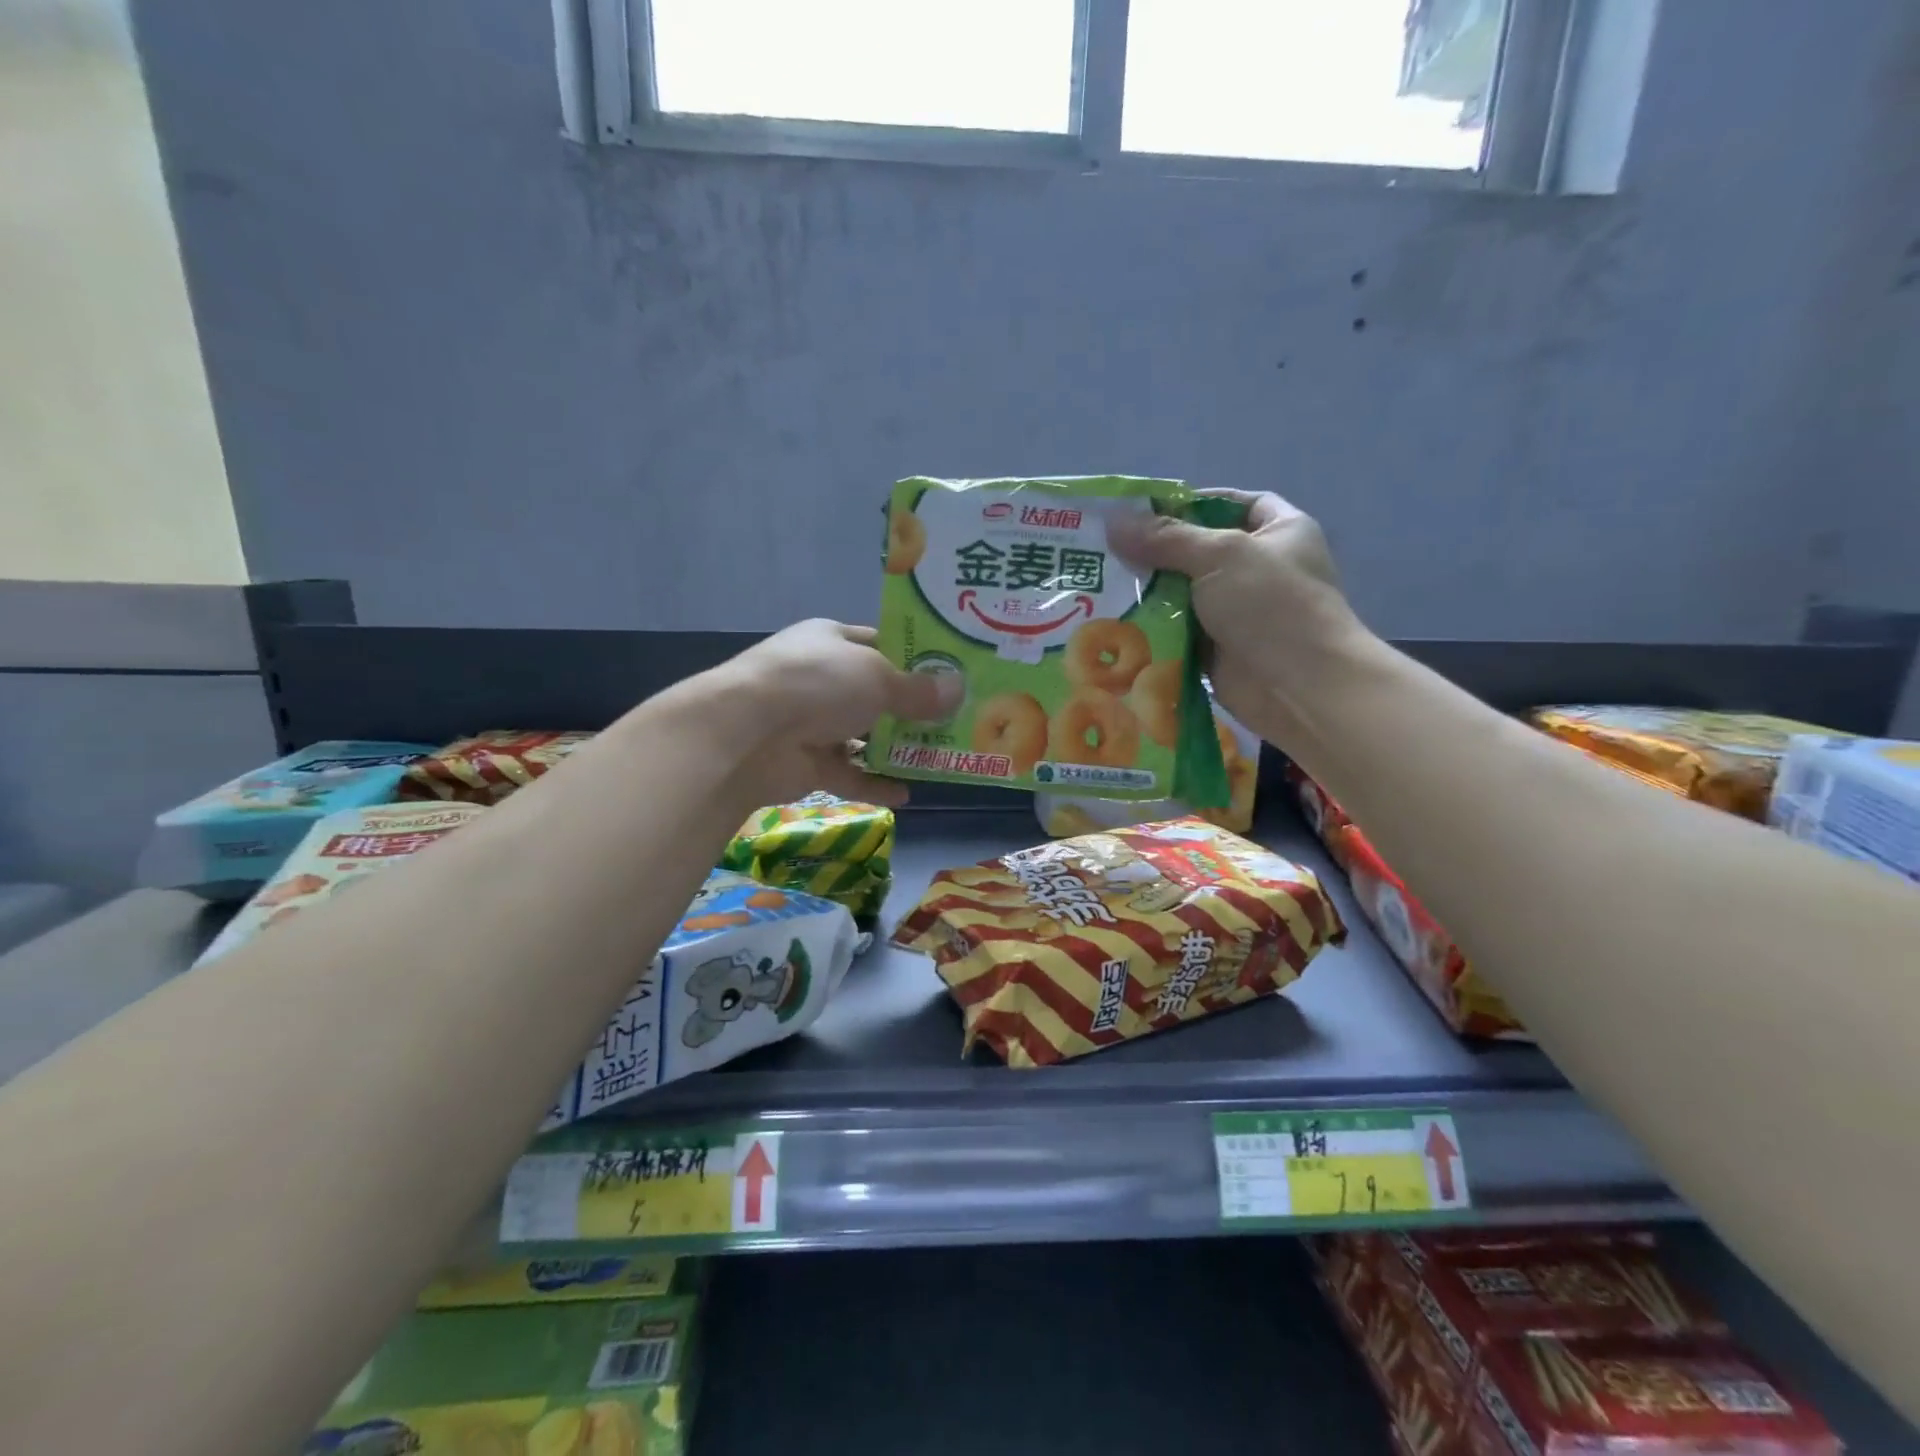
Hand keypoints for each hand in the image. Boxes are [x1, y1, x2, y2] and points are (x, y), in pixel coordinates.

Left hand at [717, 619, 960, 807]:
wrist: (746, 735)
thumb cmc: (818, 685)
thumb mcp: (878, 678)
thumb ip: (918, 690)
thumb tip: (957, 691)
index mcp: (831, 640)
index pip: (878, 642)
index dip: (913, 656)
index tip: (951, 672)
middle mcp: (821, 678)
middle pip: (874, 693)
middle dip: (911, 707)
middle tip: (956, 720)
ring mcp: (811, 723)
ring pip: (862, 736)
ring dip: (895, 748)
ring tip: (938, 757)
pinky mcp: (807, 764)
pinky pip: (849, 775)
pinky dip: (874, 784)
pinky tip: (907, 795)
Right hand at [1111, 492, 1366, 740]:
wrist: (1300, 687)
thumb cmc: (1272, 606)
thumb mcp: (1220, 556)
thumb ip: (1167, 538)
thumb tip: (1114, 522)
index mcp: (1278, 531)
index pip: (1230, 504)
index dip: (1190, 504)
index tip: (1143, 512)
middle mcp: (1259, 568)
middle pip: (1198, 550)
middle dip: (1156, 551)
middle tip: (1105, 551)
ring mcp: (1239, 612)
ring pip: (1184, 594)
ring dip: (1149, 592)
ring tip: (1099, 585)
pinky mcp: (1218, 649)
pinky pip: (1178, 632)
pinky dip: (1153, 629)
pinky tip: (1115, 622)